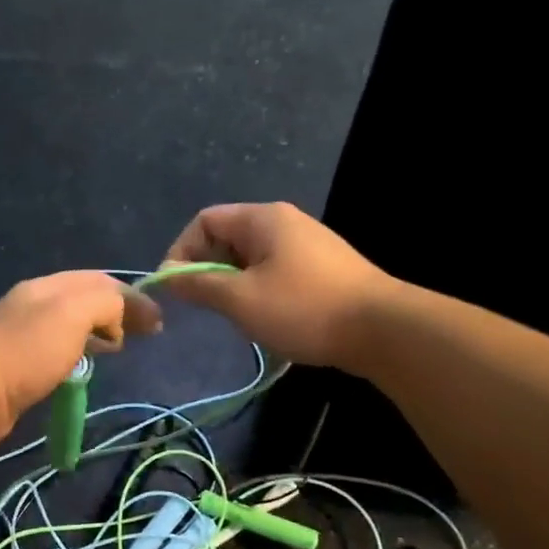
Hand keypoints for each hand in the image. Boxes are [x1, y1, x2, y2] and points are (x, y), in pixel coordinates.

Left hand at [0, 271, 162, 446]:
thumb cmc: (29, 350)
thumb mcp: (74, 314)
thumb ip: (105, 304)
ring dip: (98, 332)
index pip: (98, 280)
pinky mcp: (17, 364)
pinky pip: (58, 349)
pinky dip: (79, 351)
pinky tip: (84, 366)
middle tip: (143, 334)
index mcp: (47, 286)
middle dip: (116, 312)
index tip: (157, 321)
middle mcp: (33, 304)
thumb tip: (119, 315)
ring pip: (71, 325)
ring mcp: (22, 334)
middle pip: (84, 300)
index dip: (131, 296)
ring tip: (118, 347)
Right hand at [159, 202, 399, 367]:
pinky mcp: (321, 268)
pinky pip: (273, 270)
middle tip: (205, 306)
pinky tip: (267, 318)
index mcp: (262, 219)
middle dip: (207, 270)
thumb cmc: (303, 308)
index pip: (204, 221)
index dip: (181, 252)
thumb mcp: (240, 299)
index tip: (177, 289)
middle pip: (226, 237)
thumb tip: (166, 276)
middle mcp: (284, 222)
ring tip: (236, 316)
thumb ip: (199, 285)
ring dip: (232, 284)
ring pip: (249, 258)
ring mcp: (306, 244)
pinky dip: (258, 290)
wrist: (382, 330)